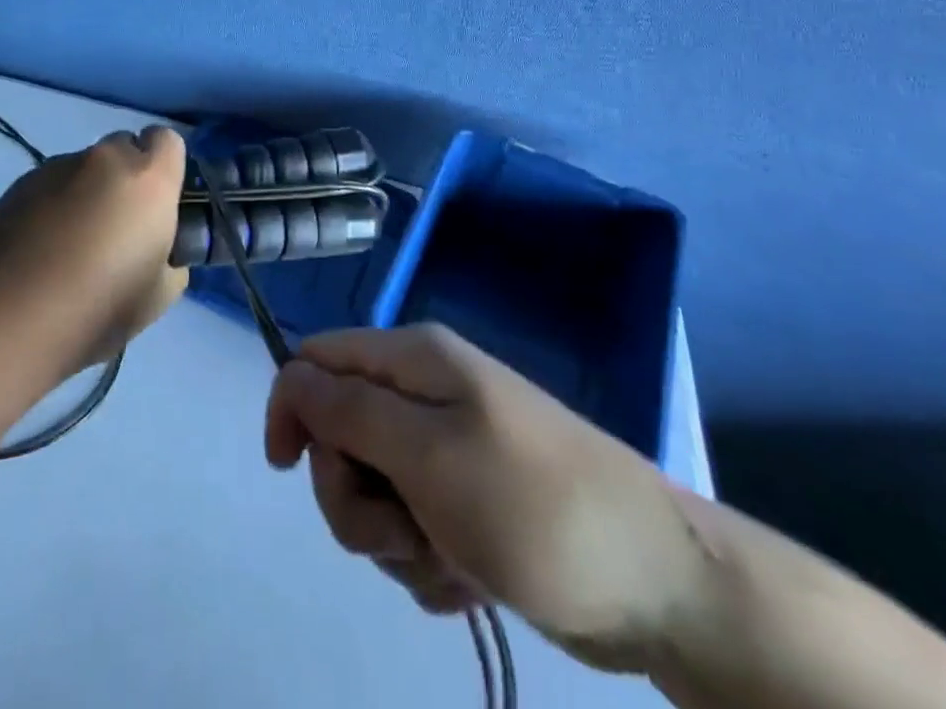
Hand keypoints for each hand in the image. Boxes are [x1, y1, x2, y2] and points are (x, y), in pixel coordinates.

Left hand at [0, 127, 188, 369]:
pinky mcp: (19, 184)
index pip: (168, 140)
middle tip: (117, 225)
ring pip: (84, 167)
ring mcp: (57, 167)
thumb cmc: (101, 305)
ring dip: (86, 191)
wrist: (13, 316)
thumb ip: (170, 257)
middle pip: (123, 147)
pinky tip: (40, 249)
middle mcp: (105, 159)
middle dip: (125, 175)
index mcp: (148, 178)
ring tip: (70, 244)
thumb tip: (159, 250)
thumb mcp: (161, 294)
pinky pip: (49, 184)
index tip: (158, 202)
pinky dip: (52, 204)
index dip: (165, 166)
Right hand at [265, 324, 707, 672]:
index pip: (317, 359)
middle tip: (399, 529)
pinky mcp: (466, 505)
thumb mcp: (428, 454)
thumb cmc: (534, 507)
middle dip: (352, 494)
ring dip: (392, 538)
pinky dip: (426, 562)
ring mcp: (447, 452)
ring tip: (446, 560)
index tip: (287, 469)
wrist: (659, 586)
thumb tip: (291, 375)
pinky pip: (410, 531)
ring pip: (371, 492)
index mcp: (414, 360)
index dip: (292, 406)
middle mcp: (424, 396)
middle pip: (339, 434)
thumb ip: (349, 411)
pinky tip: (468, 580)